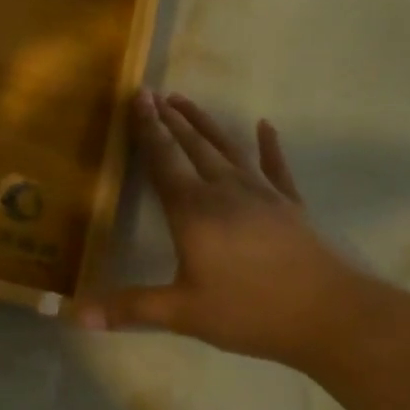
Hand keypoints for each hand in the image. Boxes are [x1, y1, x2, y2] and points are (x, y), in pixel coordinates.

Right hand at [77, 91, 370, 369]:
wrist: (332, 315)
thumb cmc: (251, 311)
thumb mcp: (184, 313)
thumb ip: (130, 308)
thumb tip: (77, 315)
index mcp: (194, 211)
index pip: (164, 160)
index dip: (147, 129)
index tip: (138, 97)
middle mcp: (224, 191)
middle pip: (192, 146)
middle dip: (170, 119)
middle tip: (153, 93)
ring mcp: (262, 194)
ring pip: (227, 148)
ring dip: (204, 123)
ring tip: (185, 100)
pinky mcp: (290, 205)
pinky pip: (276, 167)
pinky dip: (270, 145)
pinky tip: (266, 126)